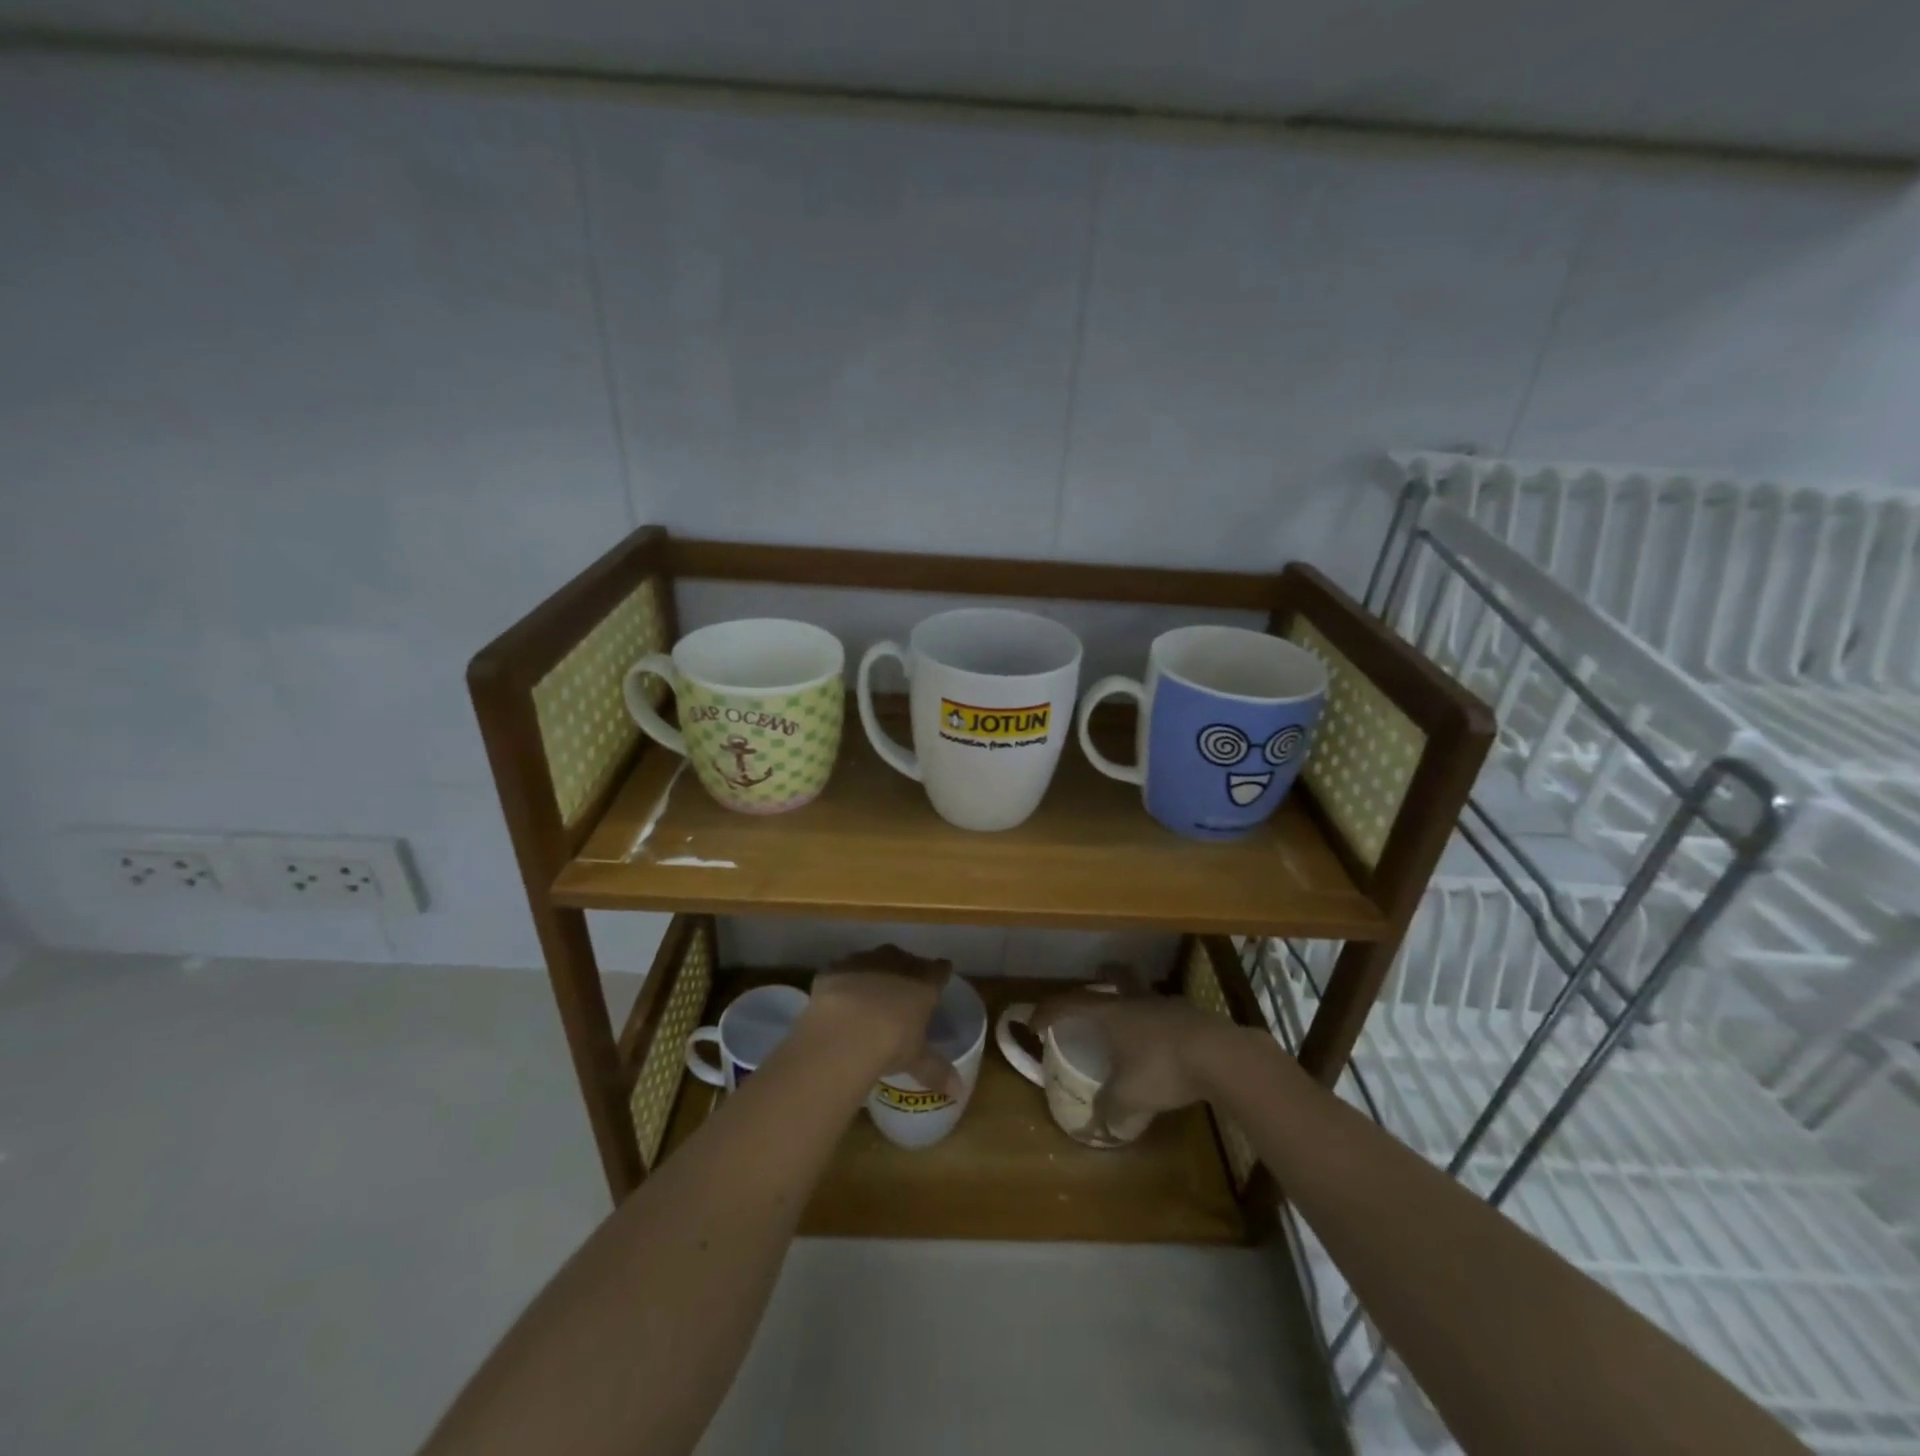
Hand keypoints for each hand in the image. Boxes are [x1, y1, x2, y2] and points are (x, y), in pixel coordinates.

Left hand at [802, 945, 962, 1098]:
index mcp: (923, 983)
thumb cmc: (891, 1044)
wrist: (844, 1032)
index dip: (940, 973)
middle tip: (902, 988)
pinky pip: (843, 969)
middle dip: (905, 969)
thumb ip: (938, 1071)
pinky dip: (843, 980)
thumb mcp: (917, 1060)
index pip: (939, 969)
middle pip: (906, 958)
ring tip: (869, 991)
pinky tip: (839, 996)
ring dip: (873, 970)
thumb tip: (959, 1091)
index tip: (939, 977)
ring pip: (874, 959)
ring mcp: (864, 961)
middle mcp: (896, 964)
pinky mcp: (835, 968)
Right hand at [1030, 991, 1247, 1126]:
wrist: (1222, 1055)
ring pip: (1143, 993)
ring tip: (1133, 1023)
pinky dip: (1159, 1023)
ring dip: (1134, 1002)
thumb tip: (1096, 1127)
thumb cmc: (1164, 1069)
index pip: (1071, 1004)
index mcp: (1112, 1014)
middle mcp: (1136, 1001)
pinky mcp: (1193, 1015)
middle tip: (1096, 982)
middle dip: (1103, 978)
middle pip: (1115, 977)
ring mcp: (1167, 1004)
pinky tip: (1165, 1043)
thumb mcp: (1130, 1096)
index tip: (1034, 1022)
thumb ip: (1110, 1109)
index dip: (1048, 1011)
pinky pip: (1167, 1013)